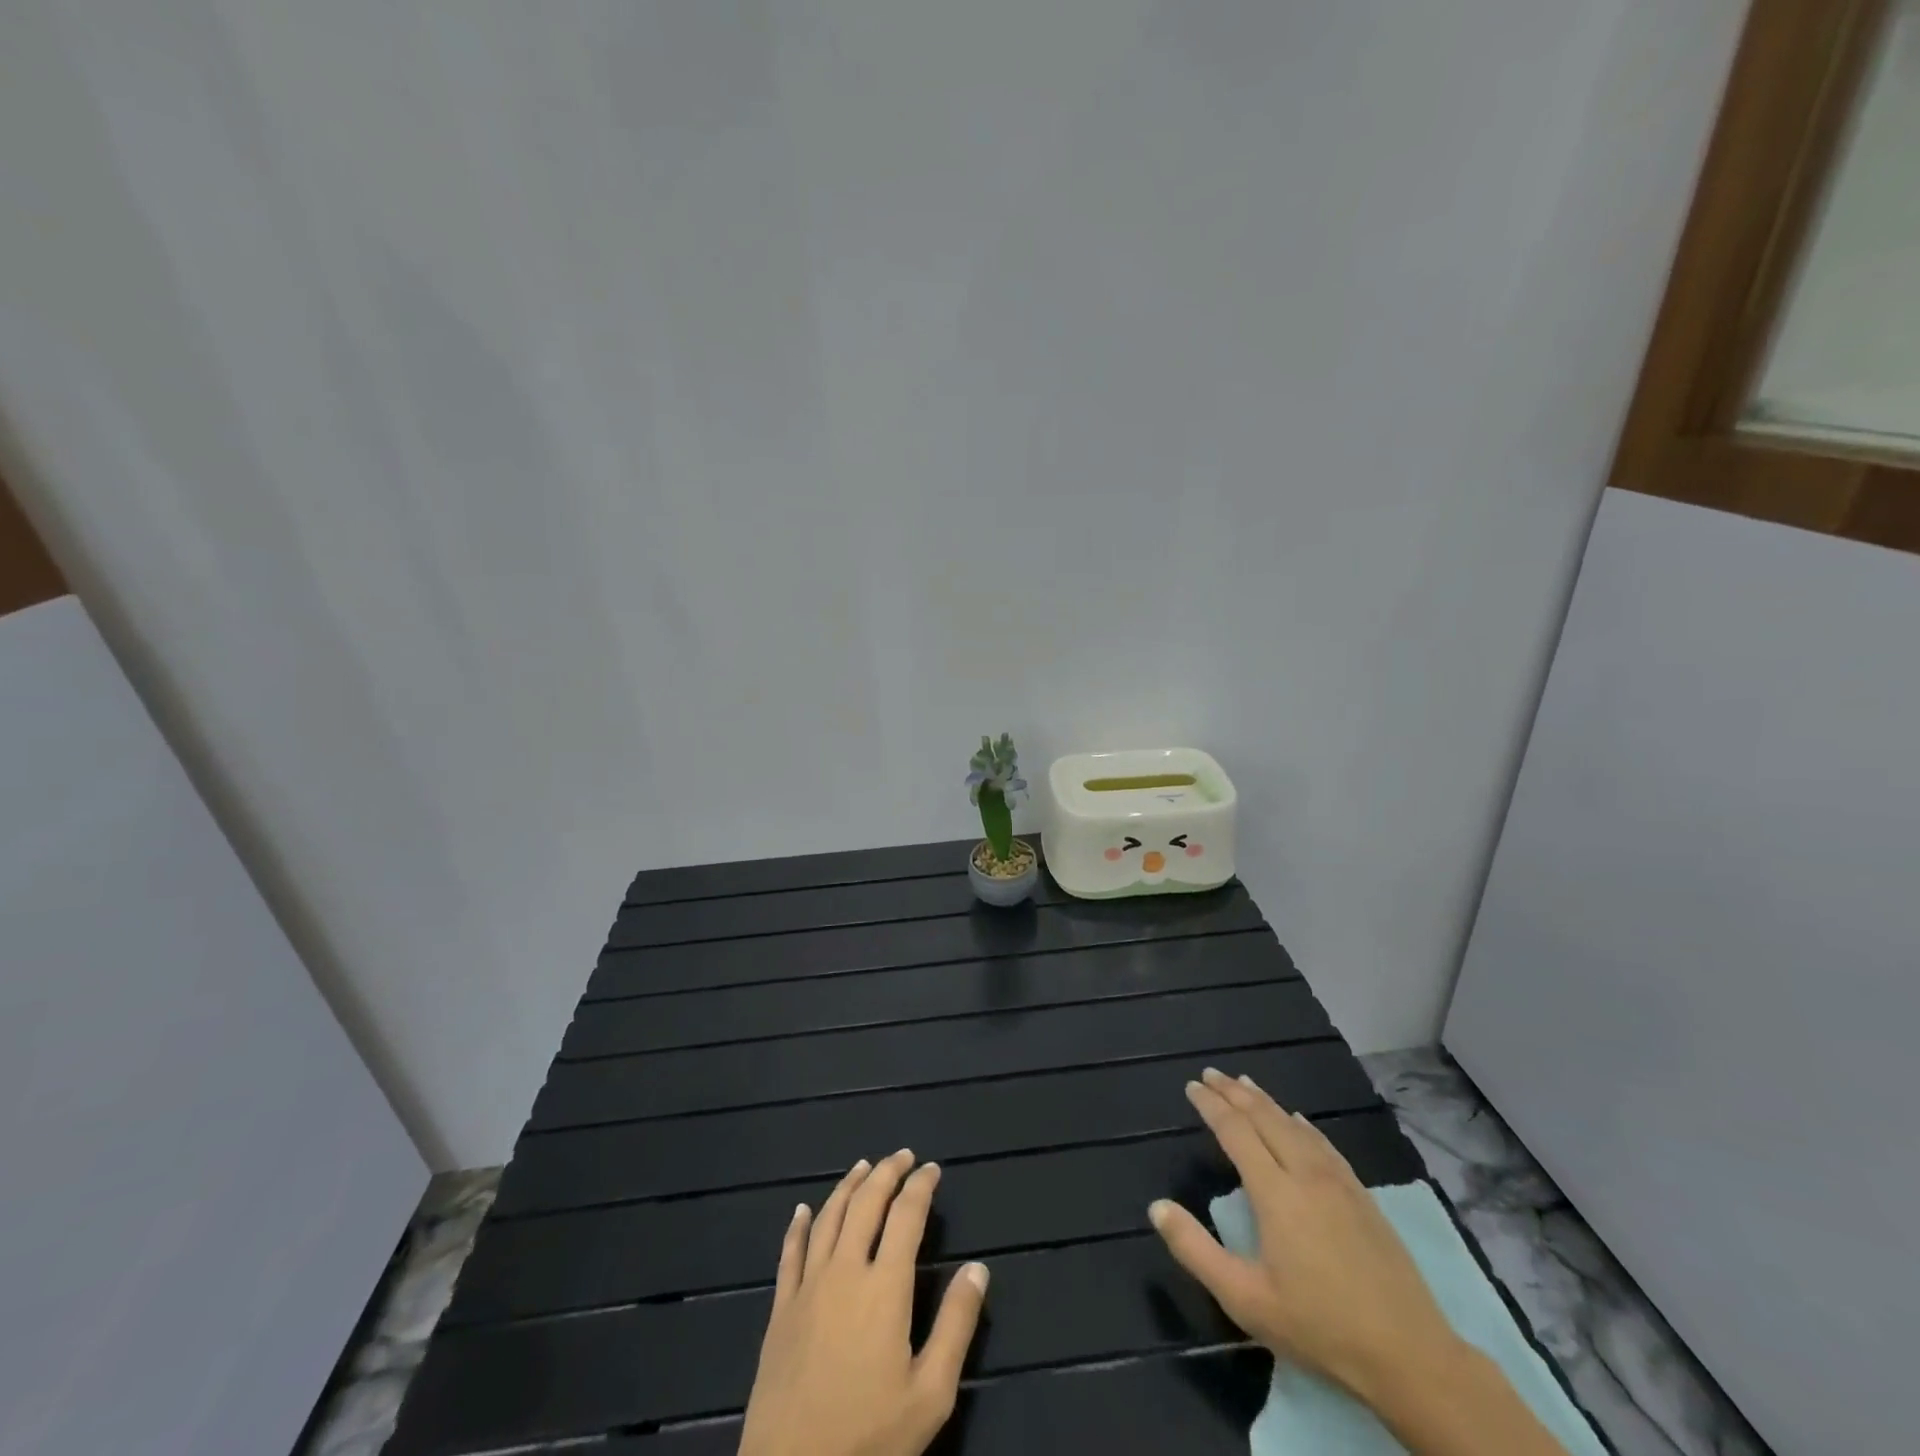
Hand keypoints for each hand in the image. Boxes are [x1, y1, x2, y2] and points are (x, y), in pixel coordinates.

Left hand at [737, 1149, 988, 1455]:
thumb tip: (978, 1267)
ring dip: (848, 1186)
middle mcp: (845, 1270)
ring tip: (863, 1166)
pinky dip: (798, 1225)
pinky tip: (803, 1209)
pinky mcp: (781, 1308)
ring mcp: (808, 1286)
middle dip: (887, 1172)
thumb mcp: (930, 1393)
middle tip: (903, 1155)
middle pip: (866, 1203)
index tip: (932, 1169)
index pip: (906, 1215)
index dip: (921, 1186)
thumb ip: (957, 1325)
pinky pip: (790, 1252)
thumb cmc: (869, 1438)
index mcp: (885, 1285)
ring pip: (829, 1217)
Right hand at [1148, 1068, 1461, 1406]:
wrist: (1411, 1357)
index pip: (1235, 1131)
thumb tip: (1157, 1207)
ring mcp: (1339, 1183)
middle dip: (1234, 1092)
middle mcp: (1305, 1174)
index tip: (1192, 1086)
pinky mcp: (1363, 1197)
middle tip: (1211, 1073)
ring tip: (1245, 1083)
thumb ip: (1196, 1250)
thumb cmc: (1319, 1328)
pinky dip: (1302, 1123)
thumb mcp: (1245, 1299)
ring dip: (1266, 1101)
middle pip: (1265, 1118)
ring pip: (1295, 1125)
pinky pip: (1324, 1144)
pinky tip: (1298, 1120)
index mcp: (1275, 1193)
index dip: (1211, 1106)